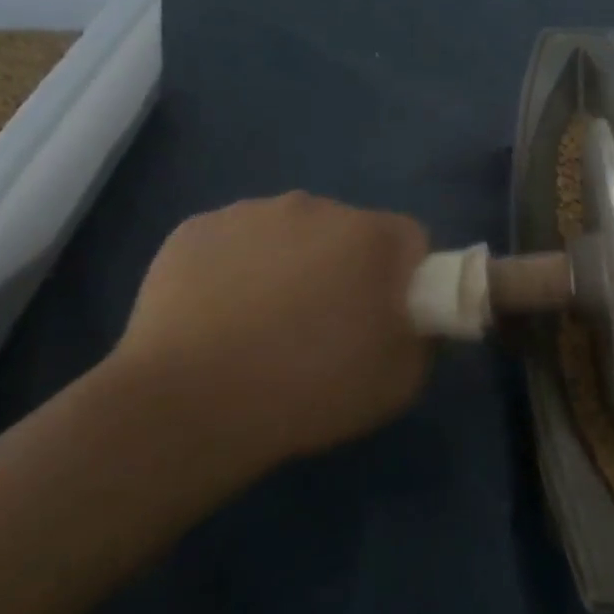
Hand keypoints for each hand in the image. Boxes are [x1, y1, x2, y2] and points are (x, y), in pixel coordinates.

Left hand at [104, 192, 430, 479]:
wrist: (189, 406)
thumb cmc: (310, 391)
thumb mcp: (401, 382)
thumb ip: (423, 337)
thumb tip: (413, 319)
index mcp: (372, 236)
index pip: (411, 240)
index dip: (407, 278)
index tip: (388, 316)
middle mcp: (315, 207)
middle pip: (349, 231)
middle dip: (348, 267)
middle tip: (327, 324)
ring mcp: (249, 213)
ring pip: (290, 232)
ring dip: (293, 263)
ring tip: (266, 323)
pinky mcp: (195, 229)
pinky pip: (237, 241)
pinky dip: (239, 267)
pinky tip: (222, 315)